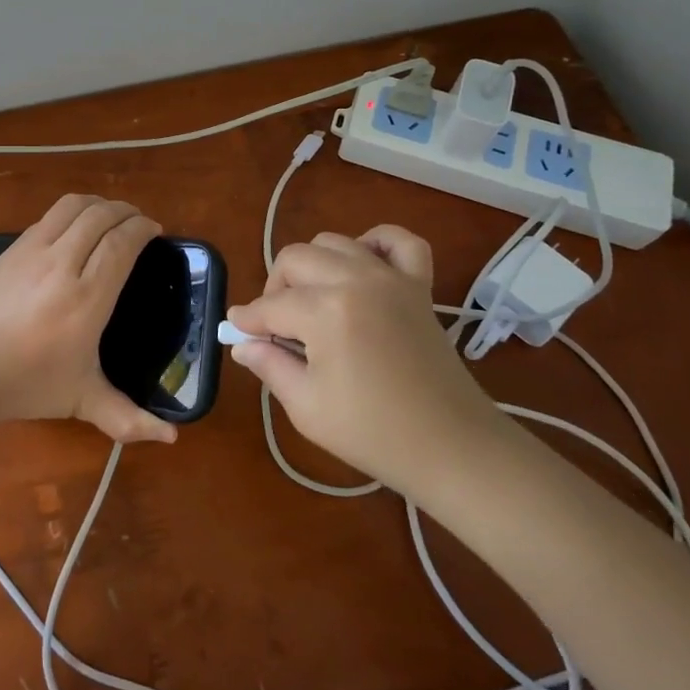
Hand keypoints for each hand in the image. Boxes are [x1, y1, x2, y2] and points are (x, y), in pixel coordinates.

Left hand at [0, 194, 177, 444]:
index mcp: (87, 298)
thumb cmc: (28, 384)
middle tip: (137, 223)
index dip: (142, 229)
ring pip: (73, 207)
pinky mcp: (12, 248)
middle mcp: (63, 264)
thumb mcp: (82, 401)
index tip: (154, 232)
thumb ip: (129, 418)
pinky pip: (49, 216)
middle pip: (101, 216)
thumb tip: (172, 439)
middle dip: (126, 212)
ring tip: (110, 217)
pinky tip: (74, 228)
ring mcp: (33, 250)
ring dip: (99, 205)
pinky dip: (71, 212)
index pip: (122, 243)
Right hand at [227, 226, 508, 496]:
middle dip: (275, 289)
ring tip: (312, 302)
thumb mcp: (306, 407)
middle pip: (295, 259)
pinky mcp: (419, 285)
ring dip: (313, 266)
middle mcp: (356, 280)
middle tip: (276, 327)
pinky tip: (362, 266)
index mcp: (325, 312)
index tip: (237, 331)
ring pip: (334, 243)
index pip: (270, 305)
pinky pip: (399, 241)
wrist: (452, 447)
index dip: (248, 321)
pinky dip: (376, 243)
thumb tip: (243, 343)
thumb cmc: (373, 433)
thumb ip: (270, 365)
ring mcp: (391, 277)